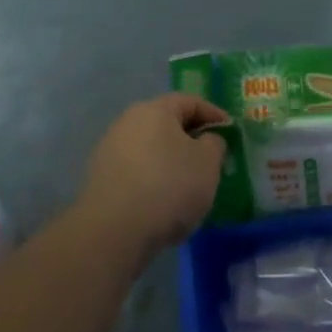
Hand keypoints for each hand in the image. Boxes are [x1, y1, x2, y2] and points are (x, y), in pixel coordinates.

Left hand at [74, 94, 230, 260]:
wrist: (114, 230)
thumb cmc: (169, 186)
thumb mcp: (207, 163)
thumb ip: (214, 143)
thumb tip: (207, 139)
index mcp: (155, 109)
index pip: (190, 102)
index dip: (213, 114)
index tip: (230, 132)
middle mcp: (128, 121)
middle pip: (167, 123)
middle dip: (191, 138)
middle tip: (211, 157)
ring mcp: (110, 148)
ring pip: (150, 147)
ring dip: (171, 159)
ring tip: (189, 182)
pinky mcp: (101, 177)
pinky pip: (136, 169)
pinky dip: (153, 177)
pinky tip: (164, 199)